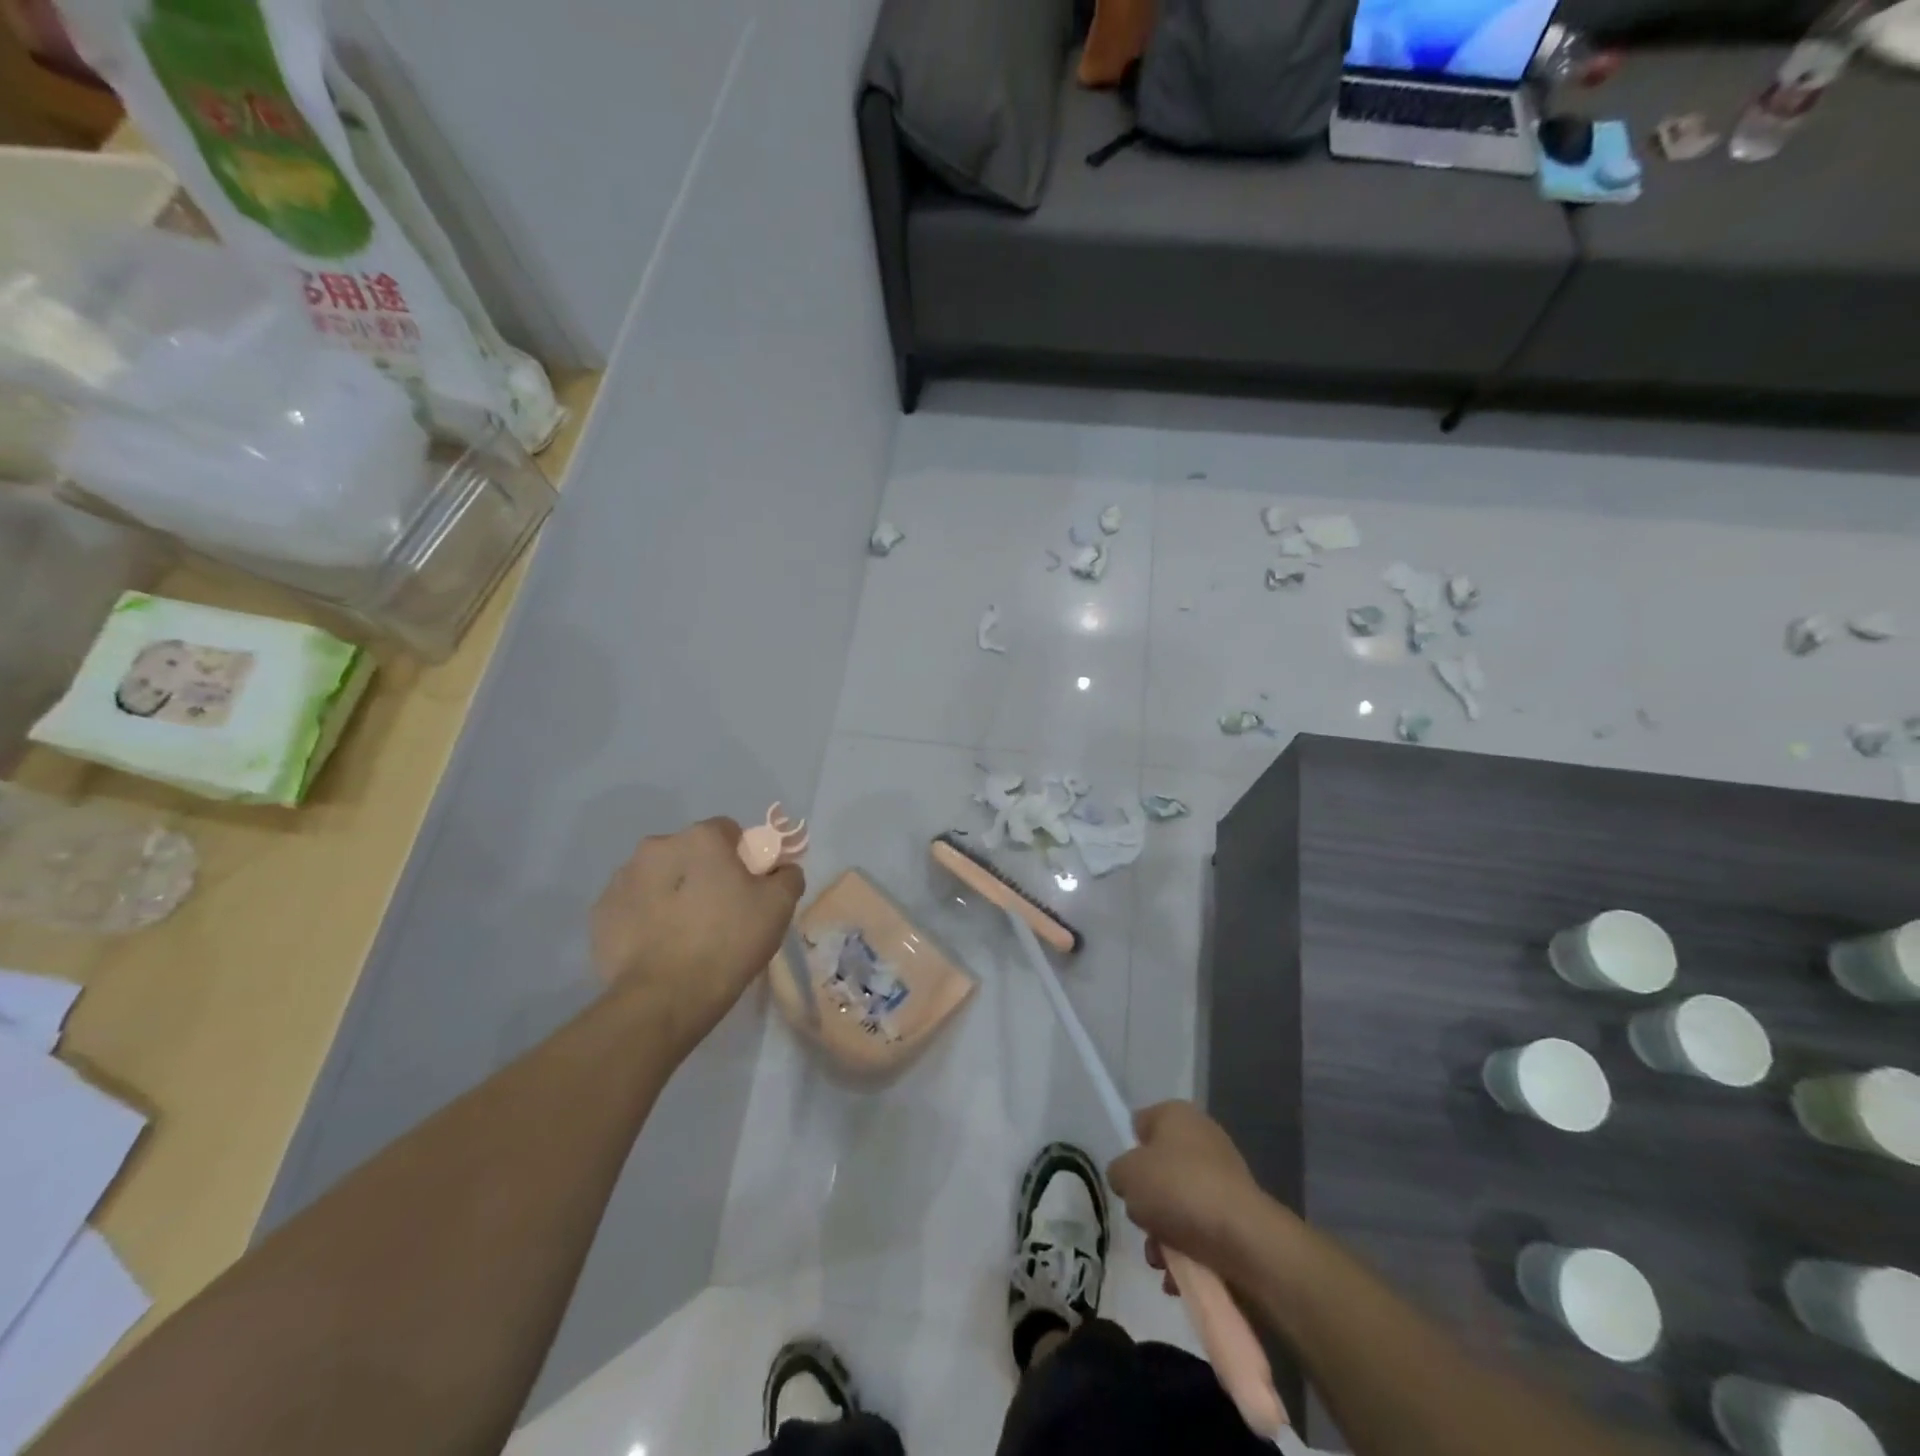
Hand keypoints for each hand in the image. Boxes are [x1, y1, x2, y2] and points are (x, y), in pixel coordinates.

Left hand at [591, 817, 802, 1055]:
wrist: (664, 998)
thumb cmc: (728, 941)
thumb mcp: (779, 906)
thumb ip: (787, 876)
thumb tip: (781, 870)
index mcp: (699, 838)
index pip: (728, 831)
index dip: (742, 856)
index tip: (748, 887)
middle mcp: (656, 847)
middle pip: (689, 852)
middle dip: (703, 873)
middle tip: (719, 912)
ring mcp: (622, 880)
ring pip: (658, 877)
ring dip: (672, 893)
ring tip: (686, 934)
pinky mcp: (600, 914)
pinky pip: (633, 906)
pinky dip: (646, 918)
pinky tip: (660, 947)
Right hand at [1108, 1102, 1273, 1275]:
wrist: (1244, 1240)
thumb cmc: (1178, 1190)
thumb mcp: (1127, 1174)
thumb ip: (1119, 1172)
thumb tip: (1130, 1181)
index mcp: (1176, 1114)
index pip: (1141, 1125)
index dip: (1130, 1152)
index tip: (1127, 1180)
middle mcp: (1202, 1138)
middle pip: (1159, 1171)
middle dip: (1147, 1204)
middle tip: (1143, 1224)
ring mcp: (1223, 1178)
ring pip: (1178, 1206)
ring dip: (1163, 1236)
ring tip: (1160, 1260)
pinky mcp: (1238, 1216)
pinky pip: (1201, 1231)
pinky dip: (1188, 1253)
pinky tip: (1178, 1276)